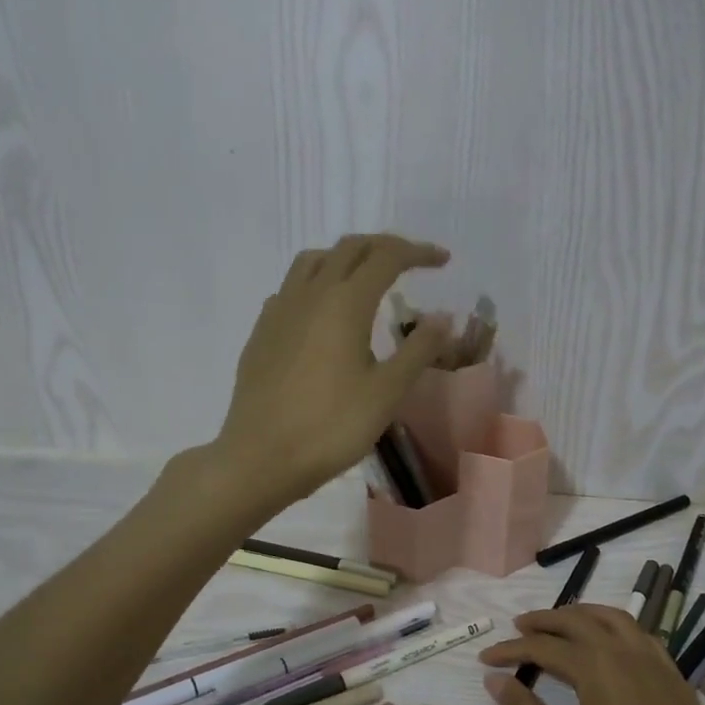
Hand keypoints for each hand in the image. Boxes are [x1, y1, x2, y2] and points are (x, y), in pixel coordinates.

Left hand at [214, 234, 451, 503]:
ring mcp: (280, 310)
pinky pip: (292, 288)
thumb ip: (418, 349)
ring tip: (367, 277)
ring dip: (346, 258)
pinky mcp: (262, 331)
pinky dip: (318, 283)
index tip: (442, 260)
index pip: (386, 257)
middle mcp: (310, 294)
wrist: (261, 456)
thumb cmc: (332, 426)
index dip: (417, 252)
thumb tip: (443, 317)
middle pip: (349, 249)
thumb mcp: (387, 392)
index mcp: (345, 302)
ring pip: (314, 261)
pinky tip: (325, 312)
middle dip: (385, 247)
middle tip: (412, 262)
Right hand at [480, 604, 704, 704]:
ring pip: (613, 618)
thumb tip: (494, 679)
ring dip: (581, 615)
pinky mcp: (674, 676)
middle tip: (518, 628)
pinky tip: (609, 644)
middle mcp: (626, 652)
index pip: (543, 647)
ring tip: (559, 623)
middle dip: (544, 621)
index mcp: (597, 667)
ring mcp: (656, 661)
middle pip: (578, 621)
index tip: (485, 659)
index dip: (511, 650)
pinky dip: (613, 626)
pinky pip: (639, 634)